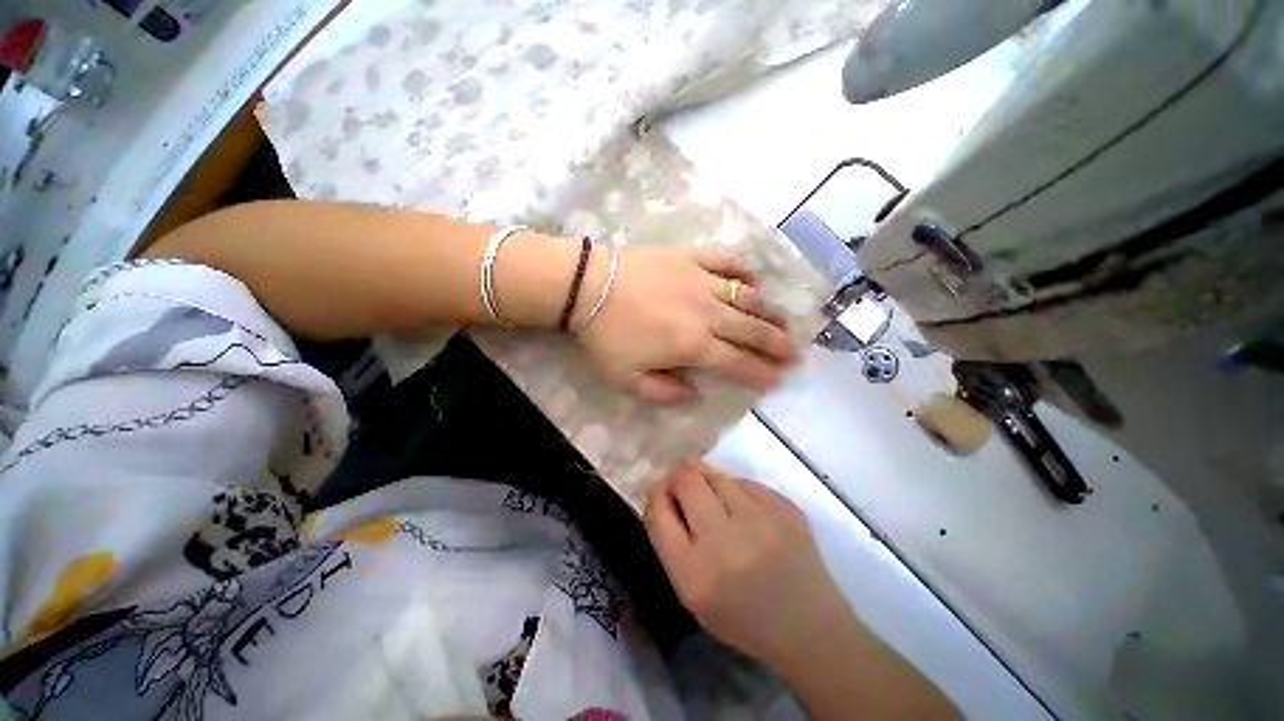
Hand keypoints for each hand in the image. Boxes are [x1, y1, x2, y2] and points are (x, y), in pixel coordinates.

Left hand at [575, 247, 796, 403]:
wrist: (586, 287)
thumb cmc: (605, 337)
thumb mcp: (627, 379)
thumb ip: (664, 393)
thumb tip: (695, 395)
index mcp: (692, 345)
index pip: (737, 363)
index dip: (761, 372)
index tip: (778, 378)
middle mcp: (707, 312)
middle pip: (751, 330)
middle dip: (777, 344)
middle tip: (796, 353)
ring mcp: (701, 280)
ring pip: (747, 296)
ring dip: (770, 311)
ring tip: (785, 321)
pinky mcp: (690, 257)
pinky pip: (725, 261)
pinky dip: (743, 270)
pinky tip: (753, 280)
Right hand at [644, 460, 854, 667]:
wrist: (810, 625)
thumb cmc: (743, 616)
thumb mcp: (692, 593)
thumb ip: (669, 542)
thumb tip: (662, 492)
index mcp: (695, 574)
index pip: (659, 513)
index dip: (656, 494)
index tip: (660, 492)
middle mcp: (726, 541)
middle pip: (686, 480)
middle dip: (678, 476)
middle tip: (682, 485)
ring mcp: (760, 519)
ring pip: (715, 473)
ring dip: (705, 478)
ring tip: (713, 498)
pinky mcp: (785, 506)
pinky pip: (744, 481)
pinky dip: (735, 489)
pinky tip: (744, 511)